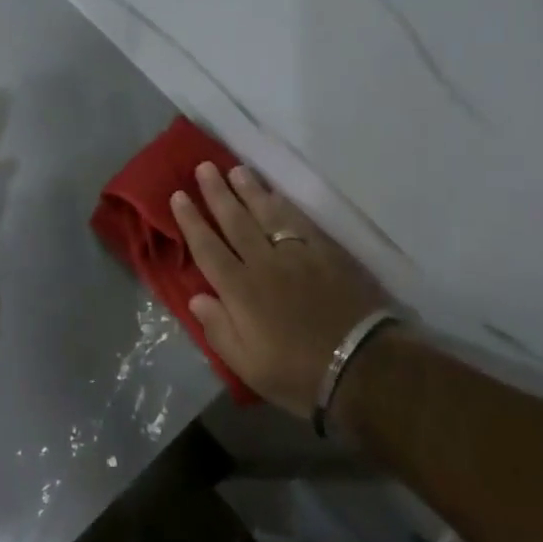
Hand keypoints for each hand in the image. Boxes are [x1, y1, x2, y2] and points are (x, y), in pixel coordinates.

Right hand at [171, 162, 392, 417]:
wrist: (364, 367)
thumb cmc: (298, 373)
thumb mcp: (248, 365)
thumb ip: (218, 329)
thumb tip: (197, 296)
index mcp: (240, 291)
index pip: (208, 248)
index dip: (191, 221)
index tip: (178, 196)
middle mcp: (264, 263)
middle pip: (235, 221)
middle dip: (217, 193)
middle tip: (204, 168)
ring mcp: (298, 254)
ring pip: (267, 214)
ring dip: (250, 190)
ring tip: (236, 170)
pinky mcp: (327, 253)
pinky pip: (300, 221)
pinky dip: (285, 204)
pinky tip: (276, 194)